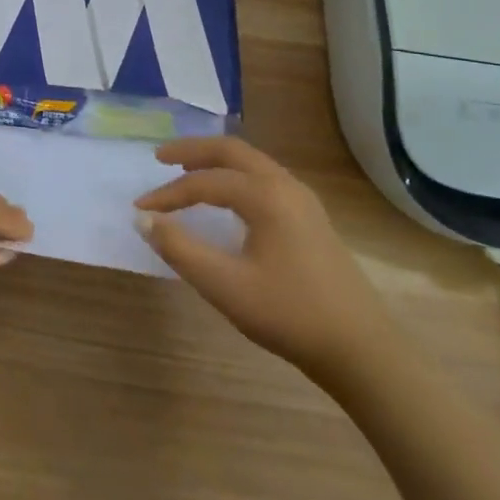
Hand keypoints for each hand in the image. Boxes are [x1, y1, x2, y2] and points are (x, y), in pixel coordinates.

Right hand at [134, 137, 392, 381]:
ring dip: (216, 161)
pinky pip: (265, 177)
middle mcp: (284, 184)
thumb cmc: (289, 315)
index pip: (204, 182)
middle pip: (232, 150)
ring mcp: (303, 198)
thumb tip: (144, 219)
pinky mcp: (311, 216)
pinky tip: (228, 196)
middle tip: (160, 158)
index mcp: (265, 195)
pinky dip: (237, 174)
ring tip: (187, 171)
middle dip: (193, 151)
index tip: (139, 209)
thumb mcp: (225, 286)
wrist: (360, 348)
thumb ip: (180, 249)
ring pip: (252, 162)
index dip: (168, 194)